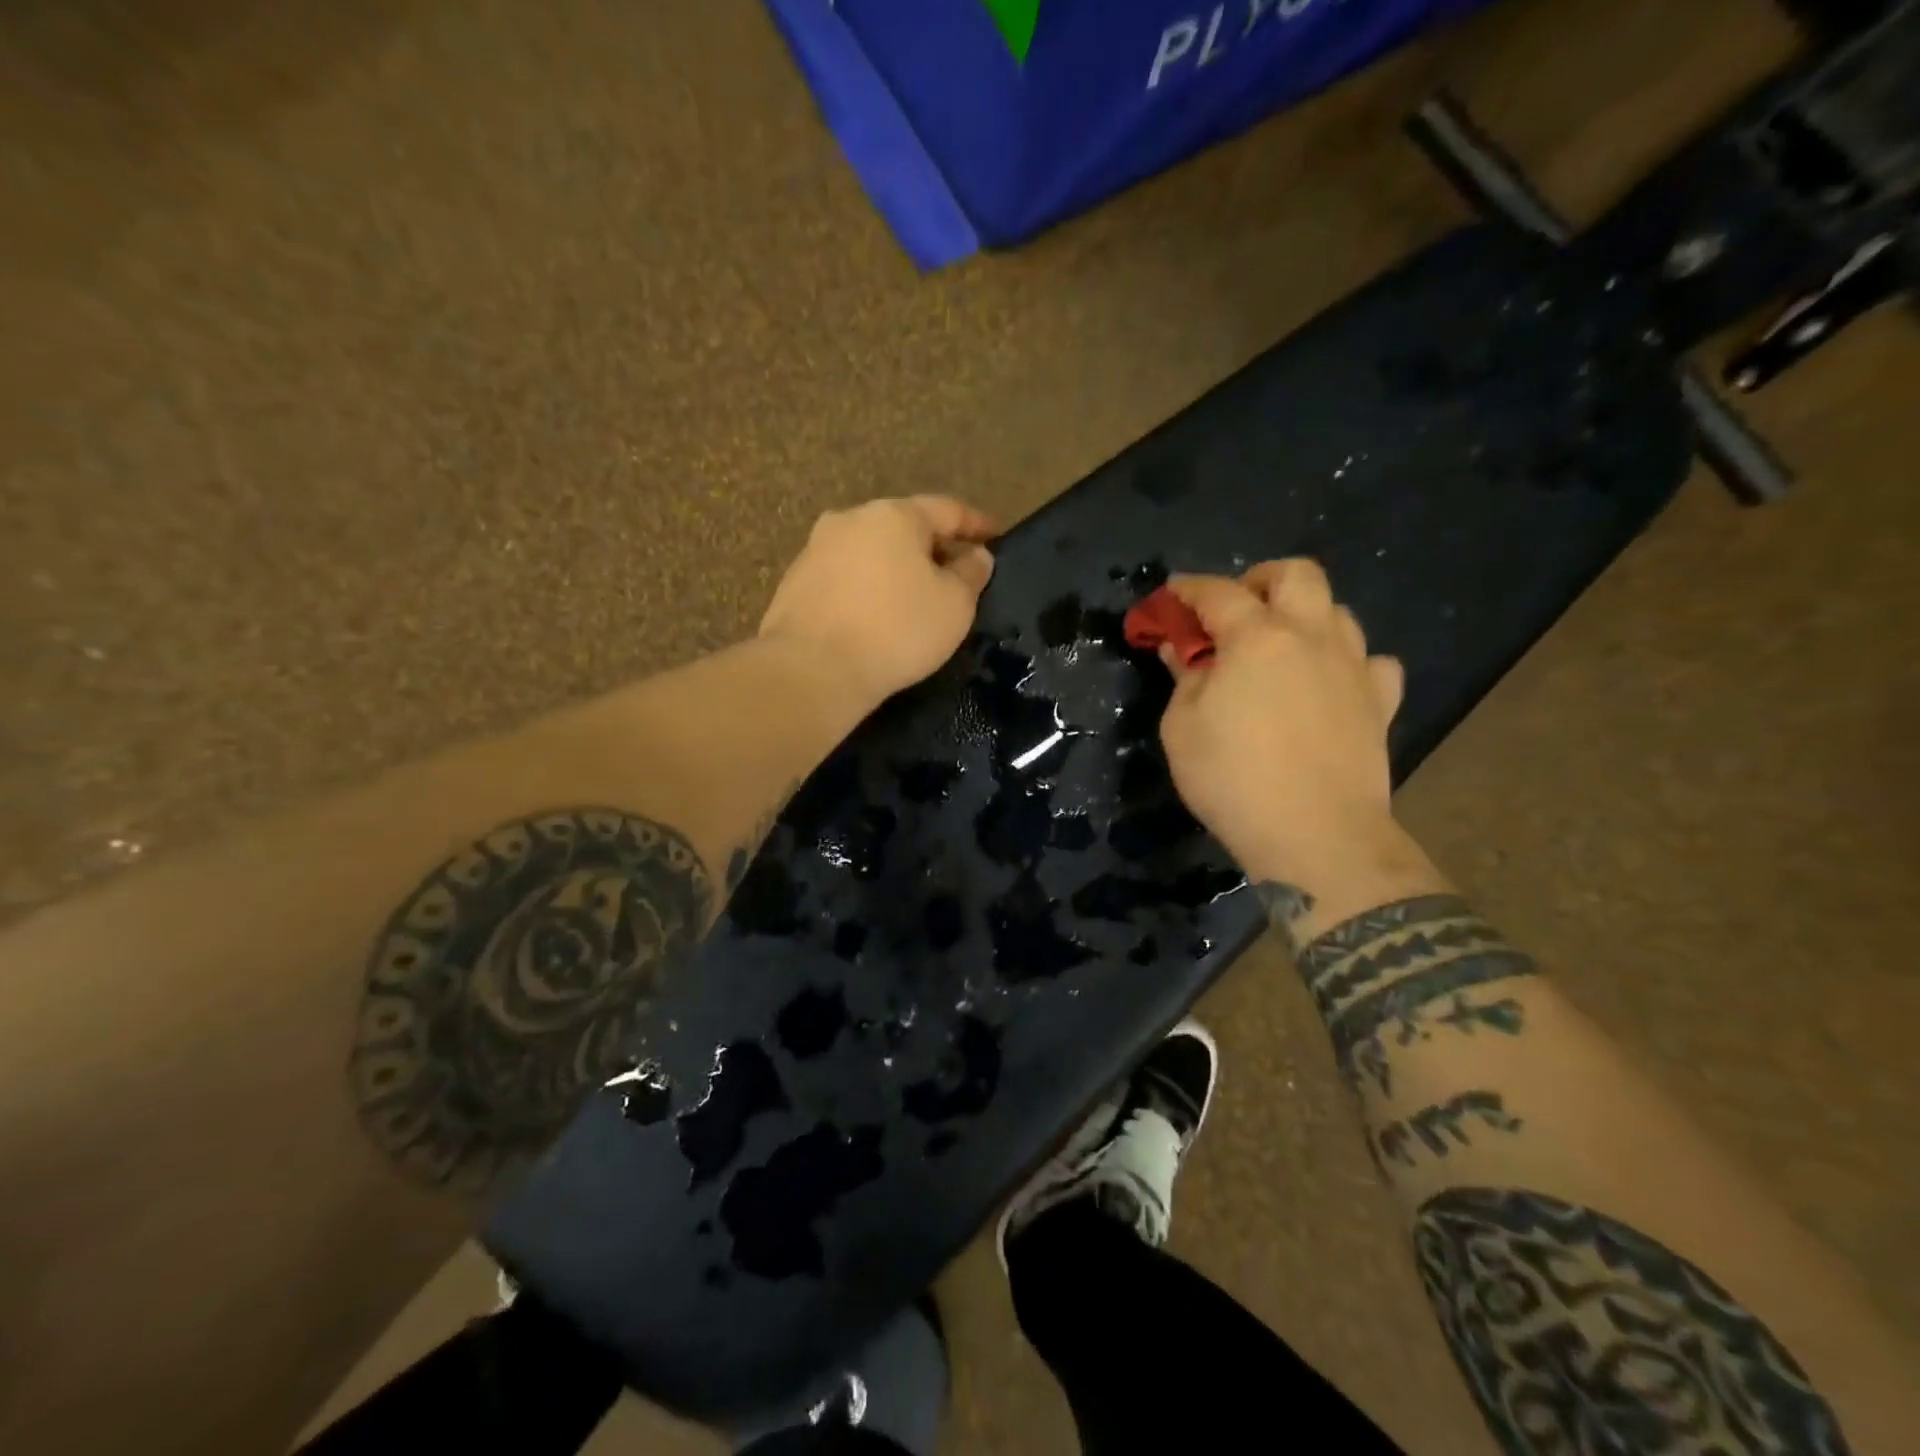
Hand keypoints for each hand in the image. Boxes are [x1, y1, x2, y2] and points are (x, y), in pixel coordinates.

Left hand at [759, 496, 997, 705]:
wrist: (813, 669)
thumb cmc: (896, 630)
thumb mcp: (954, 606)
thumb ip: (970, 574)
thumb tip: (976, 556)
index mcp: (894, 515)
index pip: (947, 509)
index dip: (977, 524)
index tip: (997, 537)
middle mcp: (850, 520)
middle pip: (903, 527)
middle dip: (932, 547)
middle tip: (955, 573)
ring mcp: (815, 549)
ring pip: (870, 552)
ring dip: (896, 568)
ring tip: (915, 597)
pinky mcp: (794, 583)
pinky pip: (845, 578)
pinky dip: (867, 589)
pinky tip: (876, 616)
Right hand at [1158, 560, 1408, 889]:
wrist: (1316, 835)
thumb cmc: (1233, 779)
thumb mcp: (1182, 728)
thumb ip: (1183, 679)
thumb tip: (1182, 651)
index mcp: (1257, 639)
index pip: (1218, 593)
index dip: (1188, 589)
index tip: (1170, 595)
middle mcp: (1312, 637)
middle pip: (1297, 575)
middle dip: (1260, 580)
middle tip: (1235, 609)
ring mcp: (1354, 667)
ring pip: (1338, 611)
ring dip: (1303, 616)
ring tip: (1279, 647)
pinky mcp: (1381, 702)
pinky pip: (1372, 661)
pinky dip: (1347, 662)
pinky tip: (1329, 683)